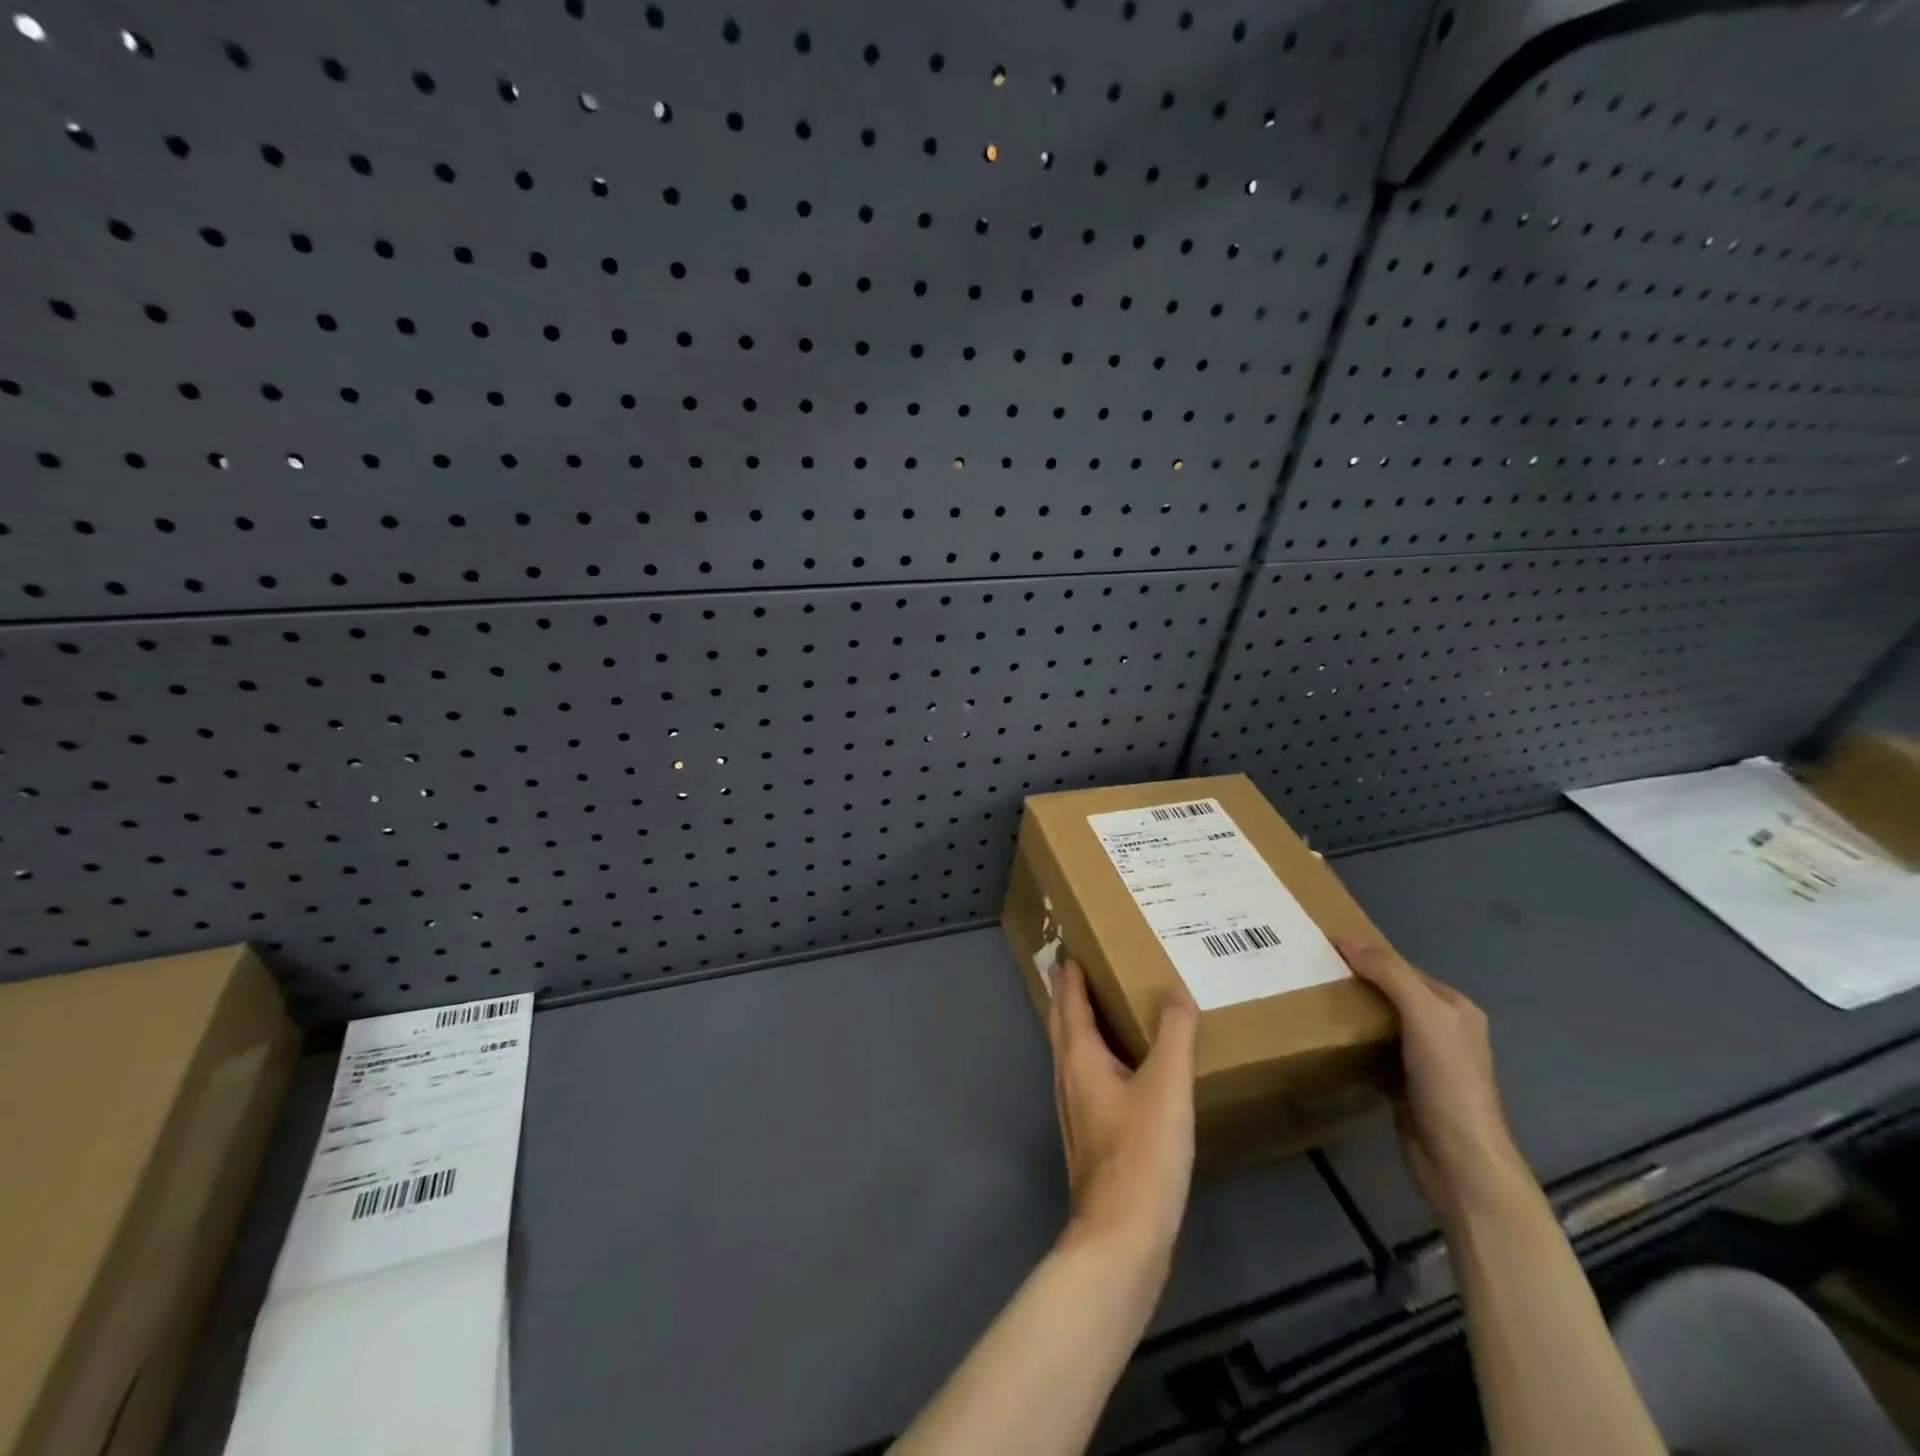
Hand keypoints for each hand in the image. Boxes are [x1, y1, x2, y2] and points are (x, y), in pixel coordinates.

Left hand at [1046, 959, 1199, 1261]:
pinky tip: (1115, 1072)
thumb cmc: (1142, 1152)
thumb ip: (1174, 1034)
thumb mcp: (1167, 1085)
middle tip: (1071, 970)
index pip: (1070, 1004)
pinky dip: (1092, 1057)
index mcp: (1080, 1058)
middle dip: (1065, 997)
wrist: (1122, 1236)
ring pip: (1069, 1054)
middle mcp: (1068, 1078)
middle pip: (1061, 1026)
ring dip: (1075, 1026)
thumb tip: (1175, 989)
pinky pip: (1084, 1079)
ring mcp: (1075, 1111)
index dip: (1069, 978)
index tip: (1068, 952)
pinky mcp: (1088, 1138)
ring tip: (1092, 1010)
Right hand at [1338, 942, 1529, 1223]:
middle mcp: (1443, 1030)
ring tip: (1310, 1001)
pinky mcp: (1404, 1086)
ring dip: (1351, 1014)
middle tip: (1310, 973)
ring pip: (1379, 1023)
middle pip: (1390, 994)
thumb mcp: (1425, 1017)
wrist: (1459, 1161)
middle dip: (1355, 983)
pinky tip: (1326, 1040)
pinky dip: (1352, 1044)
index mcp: (1455, 1008)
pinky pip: (1372, 1052)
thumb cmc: (1448, 1082)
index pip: (1403, 968)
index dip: (1368, 955)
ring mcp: (1425, 1061)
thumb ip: (1390, 975)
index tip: (1323, 948)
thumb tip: (1347, 940)